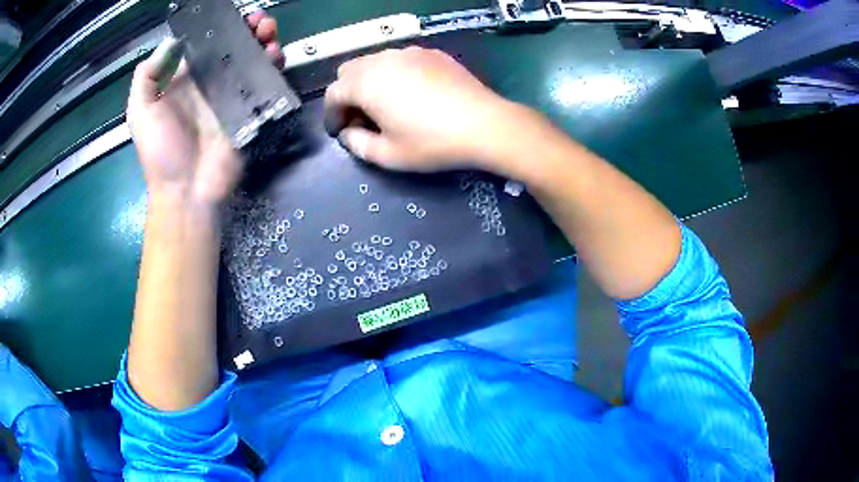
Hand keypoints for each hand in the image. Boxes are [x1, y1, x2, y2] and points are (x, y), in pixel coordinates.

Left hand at [126, 12, 283, 205]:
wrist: (186, 191)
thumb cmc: (161, 152)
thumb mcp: (141, 113)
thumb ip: (146, 78)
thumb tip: (168, 43)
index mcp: (185, 79)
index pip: (206, 42)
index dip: (221, 25)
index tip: (235, 15)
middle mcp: (209, 82)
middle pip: (233, 46)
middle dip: (248, 30)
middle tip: (260, 22)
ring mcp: (231, 95)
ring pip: (252, 60)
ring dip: (263, 42)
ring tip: (269, 35)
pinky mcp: (249, 110)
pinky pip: (264, 82)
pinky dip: (272, 66)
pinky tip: (274, 57)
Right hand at [325, 47, 516, 173]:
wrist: (485, 125)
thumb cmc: (433, 142)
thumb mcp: (388, 155)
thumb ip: (357, 144)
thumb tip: (348, 133)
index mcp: (366, 83)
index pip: (334, 93)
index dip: (332, 115)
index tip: (340, 132)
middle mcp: (383, 60)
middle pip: (349, 71)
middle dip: (347, 94)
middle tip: (361, 118)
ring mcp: (410, 53)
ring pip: (375, 62)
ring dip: (369, 82)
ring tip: (385, 106)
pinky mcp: (432, 54)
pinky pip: (400, 60)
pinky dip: (393, 74)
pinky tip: (411, 93)